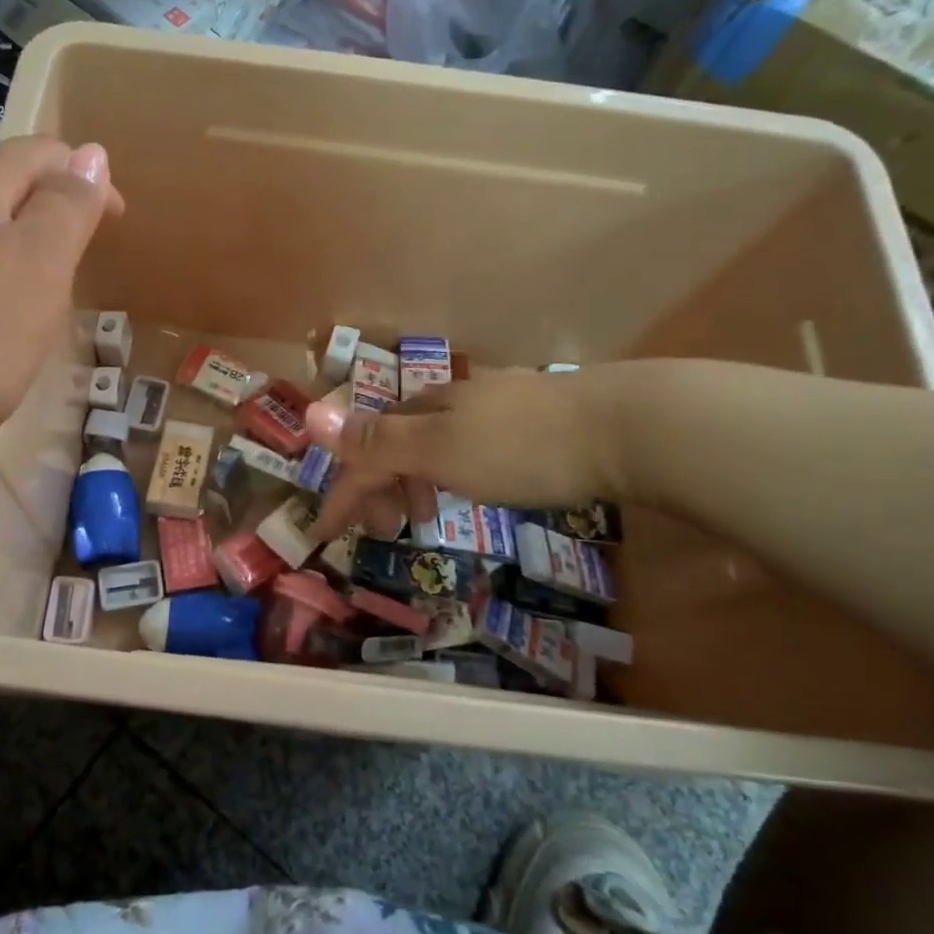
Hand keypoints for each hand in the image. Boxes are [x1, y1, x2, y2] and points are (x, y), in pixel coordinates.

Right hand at [306, 367, 618, 539]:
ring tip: (427, 516)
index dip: (342, 491)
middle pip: (395, 442)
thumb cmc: (523, 447)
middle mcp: (451, 398)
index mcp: (425, 407)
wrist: (623, 427)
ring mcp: (492, 405)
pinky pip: (465, 447)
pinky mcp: (529, 419)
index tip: (326, 534)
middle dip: (378, 487)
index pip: (366, 451)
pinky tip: (471, 486)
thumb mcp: (442, 449)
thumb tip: (310, 416)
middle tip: (385, 529)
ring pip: (432, 444)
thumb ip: (378, 441)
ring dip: (414, 482)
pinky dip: (449, 474)